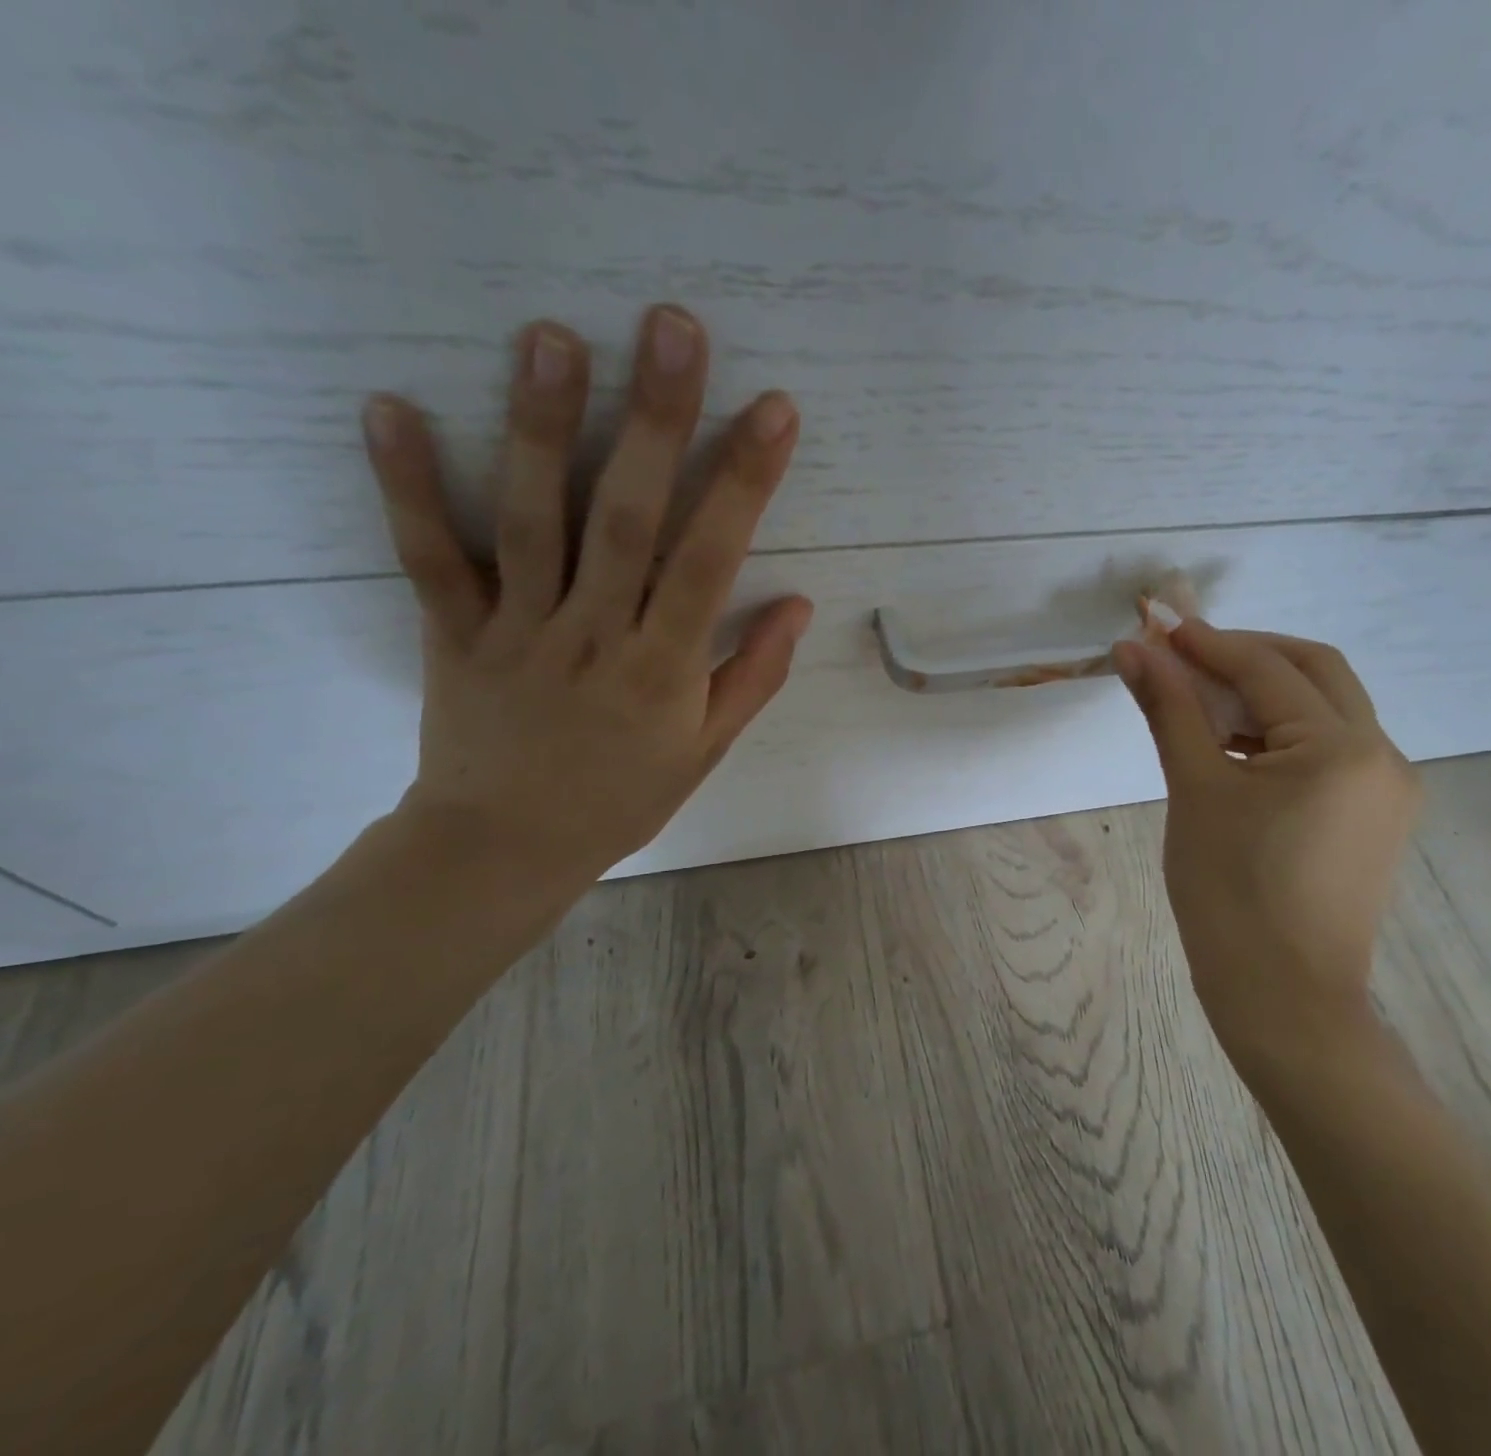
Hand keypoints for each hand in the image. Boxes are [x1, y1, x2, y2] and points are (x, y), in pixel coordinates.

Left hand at [361, 305, 811, 892]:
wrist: (505, 848)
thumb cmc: (621, 798)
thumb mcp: (706, 748)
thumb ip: (753, 674)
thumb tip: (797, 603)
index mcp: (664, 668)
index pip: (711, 560)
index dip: (745, 483)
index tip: (772, 411)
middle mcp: (595, 635)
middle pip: (627, 519)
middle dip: (655, 422)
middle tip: (672, 330)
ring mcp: (518, 629)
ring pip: (533, 521)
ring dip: (543, 428)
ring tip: (553, 337)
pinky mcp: (453, 633)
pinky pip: (431, 557)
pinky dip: (408, 486)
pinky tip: (393, 408)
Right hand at [1113, 623, 1419, 1065]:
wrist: (1283, 1001)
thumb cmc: (1229, 895)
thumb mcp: (1194, 791)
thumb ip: (1169, 710)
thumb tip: (1133, 649)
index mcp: (1341, 747)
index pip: (1267, 668)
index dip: (1207, 642)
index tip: (1157, 628)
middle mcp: (1382, 755)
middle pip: (1313, 671)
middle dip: (1247, 653)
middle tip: (1185, 657)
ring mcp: (1388, 788)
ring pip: (1325, 709)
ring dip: (1265, 692)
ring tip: (1201, 705)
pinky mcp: (1377, 817)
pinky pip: (1331, 749)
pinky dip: (1282, 733)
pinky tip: (1237, 749)